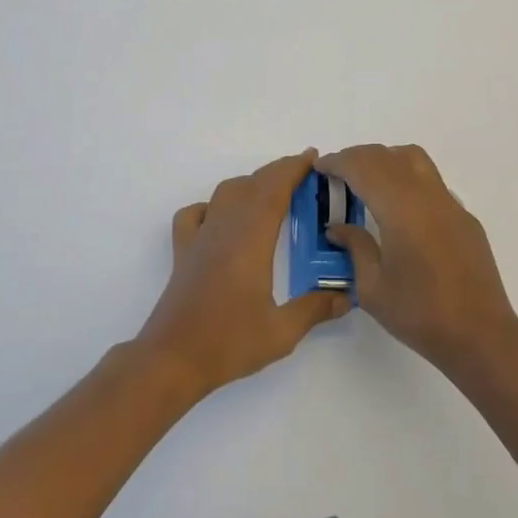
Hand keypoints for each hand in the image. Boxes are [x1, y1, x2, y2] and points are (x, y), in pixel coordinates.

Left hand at [136, 150, 347, 401]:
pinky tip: (222, 218)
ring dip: (251, 184)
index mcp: (251, 238)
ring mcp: (200, 236)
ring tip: (272, 194)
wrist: (172, 359)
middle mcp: (225, 227)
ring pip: (226, 192)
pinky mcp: (183, 251)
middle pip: (253, 184)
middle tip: (305, 175)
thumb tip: (345, 297)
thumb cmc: (229, 342)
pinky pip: (196, 213)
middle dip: (279, 172)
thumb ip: (315, 310)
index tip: (313, 158)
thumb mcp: (281, 332)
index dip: (294, 169)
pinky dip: (213, 205)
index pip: (274, 189)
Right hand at [316, 144, 517, 375]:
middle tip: (337, 173)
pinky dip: (408, 179)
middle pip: (387, 156)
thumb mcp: (373, 288)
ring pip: (414, 159)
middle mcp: (425, 195)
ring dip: (386, 159)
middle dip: (358, 157)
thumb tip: (338, 228)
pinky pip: (431, 182)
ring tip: (368, 181)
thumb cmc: (420, 314)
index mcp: (400, 209)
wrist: (480, 334)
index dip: (338, 162)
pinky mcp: (464, 216)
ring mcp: (449, 203)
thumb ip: (355, 248)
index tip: (320, 167)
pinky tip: (401, 209)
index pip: (363, 168)